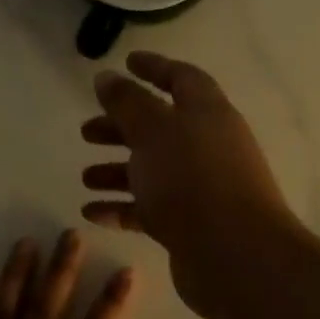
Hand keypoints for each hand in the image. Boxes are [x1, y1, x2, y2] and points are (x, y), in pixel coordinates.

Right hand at [81, 52, 298, 318]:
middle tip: (86, 131)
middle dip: (122, 127)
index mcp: (207, 112)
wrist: (235, 255)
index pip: (181, 78)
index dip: (154, 68)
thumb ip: (126, 102)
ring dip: (117, 170)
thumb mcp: (152, 131)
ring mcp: (202, 187)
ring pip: (153, 170)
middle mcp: (208, 145)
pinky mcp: (192, 224)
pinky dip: (122, 207)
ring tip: (85, 177)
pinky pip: (151, 208)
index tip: (126, 63)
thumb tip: (107, 76)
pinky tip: (91, 212)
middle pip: (161, 127)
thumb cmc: (192, 179)